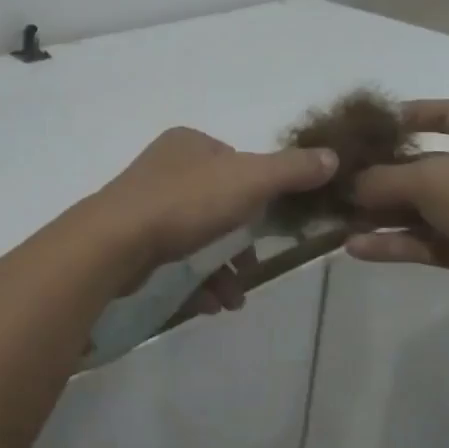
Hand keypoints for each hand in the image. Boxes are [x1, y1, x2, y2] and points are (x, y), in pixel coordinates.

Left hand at [90, 127, 337, 311]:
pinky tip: (209, 304)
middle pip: (220, 205)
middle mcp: (165, 167)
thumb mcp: (251, 179)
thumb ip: (292, 170)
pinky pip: (174, 257)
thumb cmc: (187, 202)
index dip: (259, 195)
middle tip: (252, 270)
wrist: (115, 242)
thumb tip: (333, 157)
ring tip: (233, 299)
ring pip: (198, 236)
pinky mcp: (131, 238)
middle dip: (241, 244)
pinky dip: (196, 280)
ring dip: (222, 269)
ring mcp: (144, 203)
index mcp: (190, 143)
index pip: (237, 163)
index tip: (270, 227)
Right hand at [345, 99, 448, 315]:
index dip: (412, 114)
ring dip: (378, 213)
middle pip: (420, 165)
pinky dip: (390, 243)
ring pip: (415, 208)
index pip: (446, 113)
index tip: (373, 124)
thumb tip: (349, 185)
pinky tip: (353, 247)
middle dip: (379, 173)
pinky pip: (419, 240)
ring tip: (335, 216)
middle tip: (337, 178)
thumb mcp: (433, 179)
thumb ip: (384, 178)